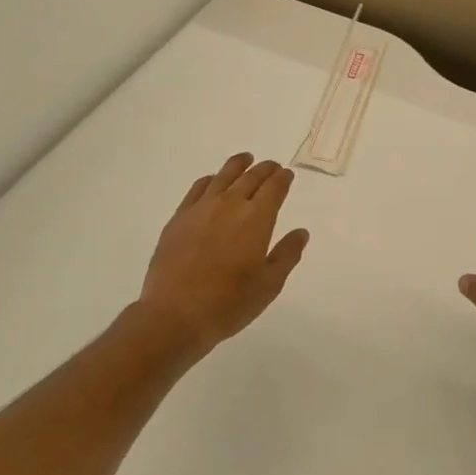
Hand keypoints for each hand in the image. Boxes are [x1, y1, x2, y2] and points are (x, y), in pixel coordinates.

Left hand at [138, 153, 308, 355]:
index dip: (283, 179)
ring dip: (238, 165)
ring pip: (223, 176)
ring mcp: (201, 208)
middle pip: (251, 177)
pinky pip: (198, 188)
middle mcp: (230, 204)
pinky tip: (212, 182)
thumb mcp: (269, 285)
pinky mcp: (179, 217)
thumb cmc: (229, 304)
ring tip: (245, 159)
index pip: (274, 188)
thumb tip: (300, 232)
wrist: (174, 315)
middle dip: (265, 169)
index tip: (287, 175)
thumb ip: (287, 255)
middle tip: (272, 167)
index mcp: (257, 219)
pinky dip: (210, 180)